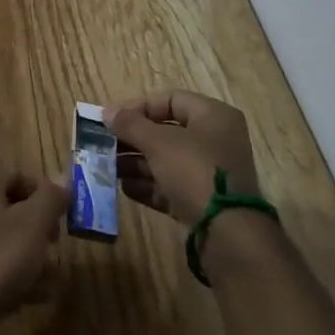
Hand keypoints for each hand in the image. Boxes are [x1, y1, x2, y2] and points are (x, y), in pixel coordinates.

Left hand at [0, 161, 69, 334]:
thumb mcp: (32, 225)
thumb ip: (50, 199)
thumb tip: (62, 178)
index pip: (18, 174)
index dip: (44, 195)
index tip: (62, 221)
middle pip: (11, 207)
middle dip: (38, 231)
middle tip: (55, 251)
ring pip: (3, 238)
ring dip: (29, 257)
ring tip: (50, 281)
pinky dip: (11, 274)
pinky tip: (32, 298)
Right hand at [105, 89, 260, 227]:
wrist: (228, 234)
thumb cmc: (194, 171)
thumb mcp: (158, 142)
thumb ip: (130, 124)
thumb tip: (106, 112)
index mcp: (212, 116)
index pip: (170, 99)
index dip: (139, 106)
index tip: (112, 119)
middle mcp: (214, 140)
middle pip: (166, 131)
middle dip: (133, 138)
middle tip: (106, 144)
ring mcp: (209, 172)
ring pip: (166, 160)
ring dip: (136, 163)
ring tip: (108, 168)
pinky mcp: (203, 200)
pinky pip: (171, 185)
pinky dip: (148, 185)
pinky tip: (124, 188)